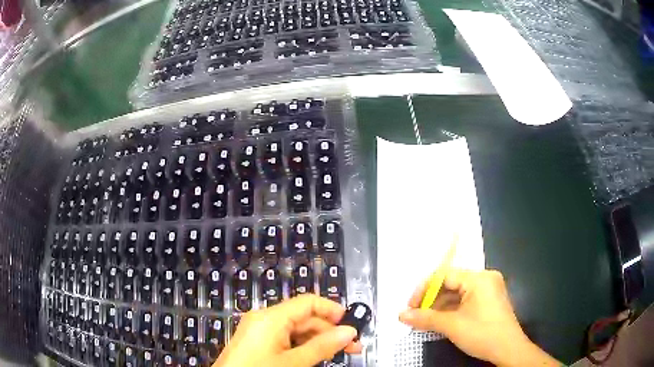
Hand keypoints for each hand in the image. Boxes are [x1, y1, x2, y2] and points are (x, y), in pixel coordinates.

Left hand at [213, 294, 361, 366]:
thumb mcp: (293, 362)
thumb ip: (322, 346)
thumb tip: (349, 332)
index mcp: (270, 317)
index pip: (308, 302)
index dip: (332, 310)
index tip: (351, 324)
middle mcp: (264, 318)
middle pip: (304, 317)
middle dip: (329, 330)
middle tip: (351, 346)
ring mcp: (259, 330)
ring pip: (296, 329)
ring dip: (318, 340)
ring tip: (337, 353)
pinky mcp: (257, 341)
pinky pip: (286, 338)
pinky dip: (302, 346)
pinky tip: (315, 356)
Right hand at [399, 269, 558, 366]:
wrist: (508, 349)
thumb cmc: (482, 333)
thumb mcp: (452, 326)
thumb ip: (425, 318)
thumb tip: (401, 314)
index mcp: (479, 278)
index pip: (445, 275)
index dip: (424, 289)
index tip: (410, 306)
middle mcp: (485, 278)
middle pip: (451, 283)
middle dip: (432, 299)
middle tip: (416, 314)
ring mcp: (489, 290)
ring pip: (458, 293)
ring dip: (440, 306)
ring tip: (426, 320)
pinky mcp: (489, 301)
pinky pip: (466, 300)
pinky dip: (452, 309)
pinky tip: (441, 321)